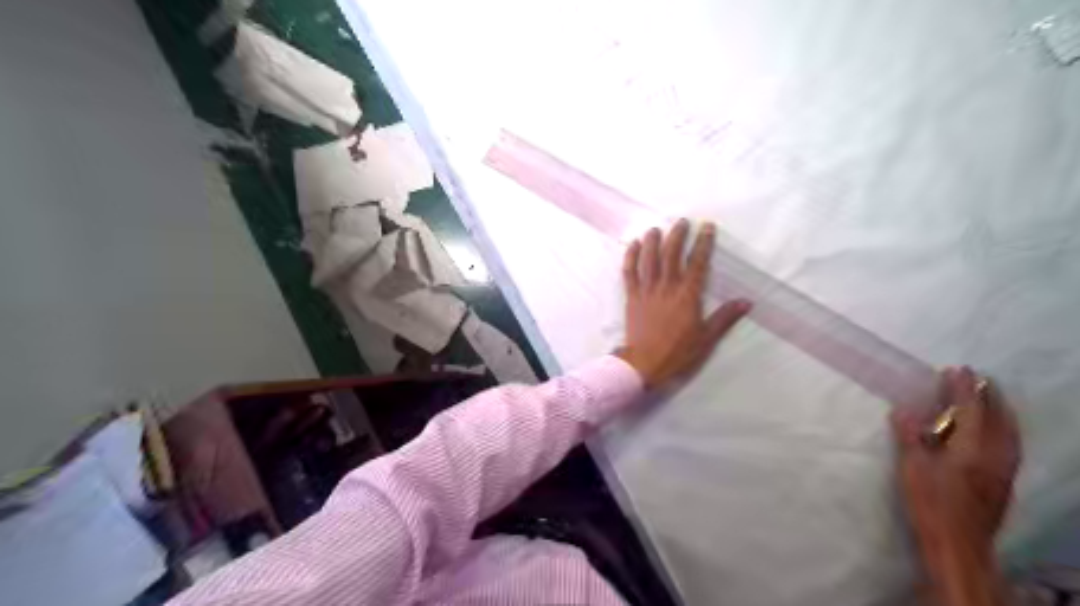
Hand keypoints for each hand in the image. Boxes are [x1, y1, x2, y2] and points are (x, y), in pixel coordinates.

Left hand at [616, 221, 752, 387]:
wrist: (644, 363)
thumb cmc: (678, 352)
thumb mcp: (706, 338)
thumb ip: (725, 317)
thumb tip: (747, 302)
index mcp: (687, 295)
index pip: (697, 263)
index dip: (703, 243)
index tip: (707, 227)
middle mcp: (667, 287)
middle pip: (671, 254)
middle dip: (677, 235)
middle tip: (682, 222)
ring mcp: (647, 290)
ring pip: (649, 259)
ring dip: (653, 241)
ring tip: (657, 229)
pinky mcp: (632, 296)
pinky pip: (629, 272)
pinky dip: (631, 256)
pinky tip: (633, 244)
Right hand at [890, 365, 1017, 605]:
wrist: (958, 543)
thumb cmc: (930, 503)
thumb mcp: (911, 468)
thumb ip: (910, 436)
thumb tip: (904, 409)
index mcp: (970, 449)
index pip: (970, 410)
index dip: (962, 389)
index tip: (956, 369)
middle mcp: (994, 456)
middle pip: (998, 419)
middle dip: (988, 396)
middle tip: (976, 378)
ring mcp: (1003, 470)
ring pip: (1009, 433)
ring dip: (1000, 411)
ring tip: (990, 398)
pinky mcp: (1004, 482)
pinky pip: (1011, 446)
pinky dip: (1005, 429)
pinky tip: (997, 431)